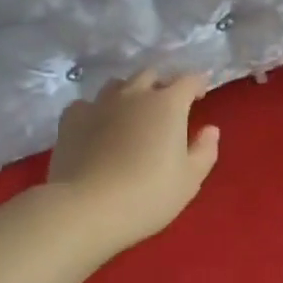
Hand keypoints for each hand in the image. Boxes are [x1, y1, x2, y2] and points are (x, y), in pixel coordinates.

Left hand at [48, 70, 220, 251]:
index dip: (197, 84)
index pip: (189, 80)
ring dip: (129, 93)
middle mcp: (133, 94)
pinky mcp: (71, 118)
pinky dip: (96, 111)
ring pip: (117, 85)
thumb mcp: (189, 179)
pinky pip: (87, 104)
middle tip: (166, 106)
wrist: (86, 208)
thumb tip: (210, 129)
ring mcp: (99, 103)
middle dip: (162, 85)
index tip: (200, 95)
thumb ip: (204, 150)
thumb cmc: (148, 195)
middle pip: (150, 75)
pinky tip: (96, 127)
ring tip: (131, 113)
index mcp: (168, 104)